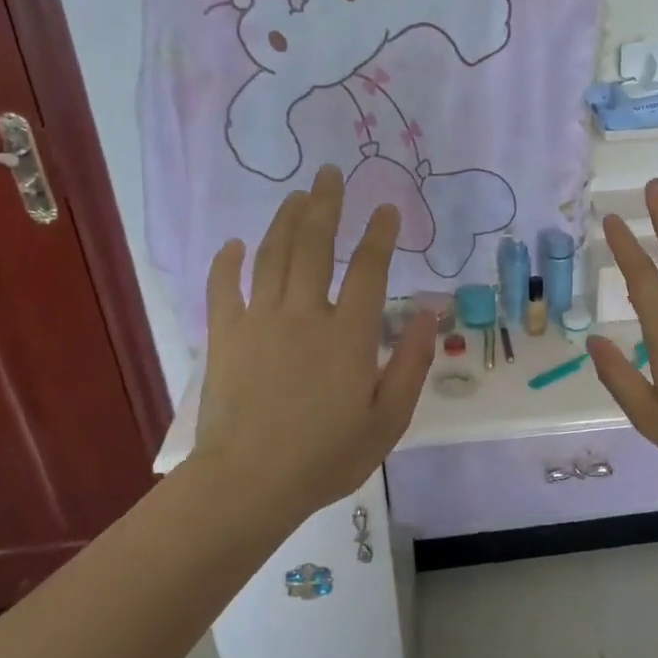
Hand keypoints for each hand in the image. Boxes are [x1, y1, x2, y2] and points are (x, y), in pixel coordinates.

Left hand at [192, 165, 435, 522]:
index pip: (370, 270)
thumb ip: (412, 363)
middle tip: (331, 173)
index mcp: (349, 334)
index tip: (387, 209)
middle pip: (315, 246)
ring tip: (298, 195)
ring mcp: (260, 321)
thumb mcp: (389, 419)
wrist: (249, 484)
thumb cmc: (327, 455)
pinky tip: (235, 244)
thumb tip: (432, 315)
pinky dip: (229, 262)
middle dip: (326, 205)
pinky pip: (225, 287)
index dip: (381, 235)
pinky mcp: (226, 336)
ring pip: (273, 256)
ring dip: (286, 221)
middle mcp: (305, 314)